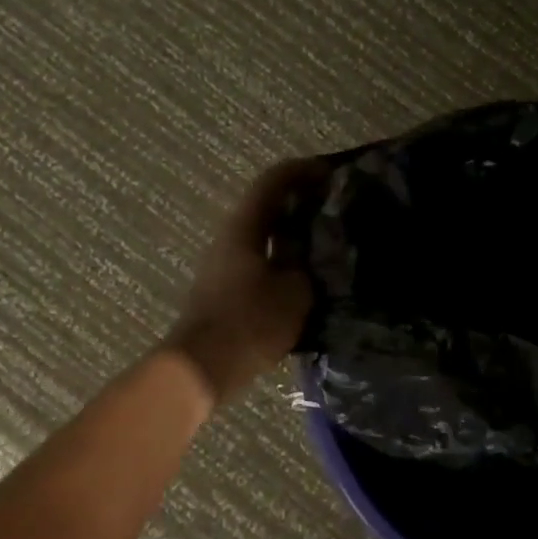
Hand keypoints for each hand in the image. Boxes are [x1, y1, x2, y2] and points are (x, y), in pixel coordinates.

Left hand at [164, 157, 326, 405]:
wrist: (202, 367)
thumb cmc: (250, 322)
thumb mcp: (294, 291)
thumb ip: (307, 264)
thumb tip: (314, 253)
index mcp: (244, 227)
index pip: (273, 181)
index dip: (303, 171)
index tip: (331, 173)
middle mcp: (229, 238)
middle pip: (267, 207)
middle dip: (301, 204)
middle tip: (335, 210)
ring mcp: (223, 265)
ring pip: (263, 237)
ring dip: (293, 235)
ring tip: (327, 245)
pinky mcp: (224, 290)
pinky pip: (259, 262)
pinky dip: (284, 260)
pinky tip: (306, 277)